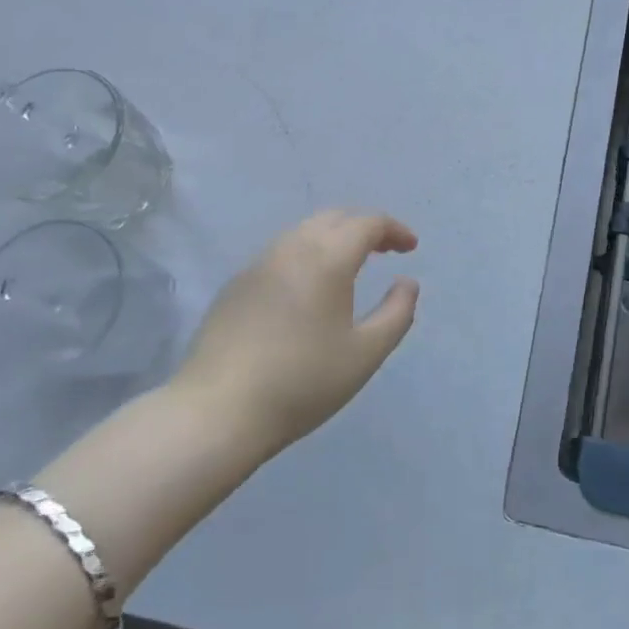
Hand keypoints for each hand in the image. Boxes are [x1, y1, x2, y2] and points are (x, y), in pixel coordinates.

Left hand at [178, 210, 420, 461]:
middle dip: (365, 227)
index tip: (411, 248)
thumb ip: (397, 313)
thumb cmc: (302, 382)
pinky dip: (307, 253)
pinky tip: (308, 288)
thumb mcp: (365, 354)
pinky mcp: (236, 284)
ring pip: (304, 231)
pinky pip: (281, 252)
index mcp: (327, 258)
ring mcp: (259, 263)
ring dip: (334, 237)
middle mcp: (292, 248)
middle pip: (335, 217)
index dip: (394, 229)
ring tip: (350, 266)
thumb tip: (407, 282)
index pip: (367, 223)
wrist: (217, 410)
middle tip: (385, 250)